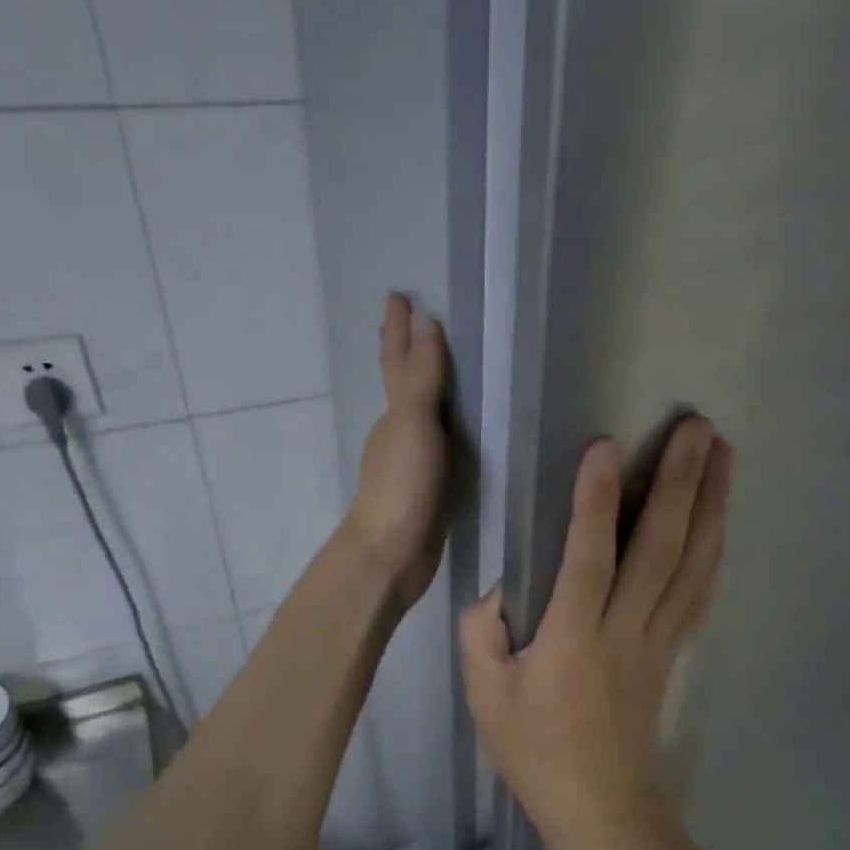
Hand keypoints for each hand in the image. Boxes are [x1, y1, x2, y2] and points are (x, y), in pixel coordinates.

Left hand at [344, 293, 449, 613]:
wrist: (390, 554)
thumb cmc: (402, 486)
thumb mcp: (414, 424)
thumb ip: (422, 378)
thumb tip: (424, 322)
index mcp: (395, 413)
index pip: (398, 361)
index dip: (398, 329)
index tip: (399, 295)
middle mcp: (398, 432)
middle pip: (404, 383)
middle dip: (407, 352)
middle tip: (415, 323)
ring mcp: (410, 462)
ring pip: (421, 415)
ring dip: (428, 390)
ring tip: (446, 372)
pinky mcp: (427, 489)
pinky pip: (439, 446)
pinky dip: (446, 430)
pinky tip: (459, 435)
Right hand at [459, 417, 732, 849]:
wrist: (600, 810)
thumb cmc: (534, 752)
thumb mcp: (485, 696)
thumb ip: (483, 632)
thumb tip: (503, 586)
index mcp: (572, 639)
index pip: (589, 558)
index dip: (597, 501)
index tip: (607, 446)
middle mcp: (624, 630)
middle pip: (660, 547)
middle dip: (680, 482)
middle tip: (698, 426)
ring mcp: (658, 639)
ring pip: (692, 563)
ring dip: (711, 505)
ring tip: (723, 454)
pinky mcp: (672, 650)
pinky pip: (699, 592)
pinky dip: (713, 548)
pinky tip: (720, 518)